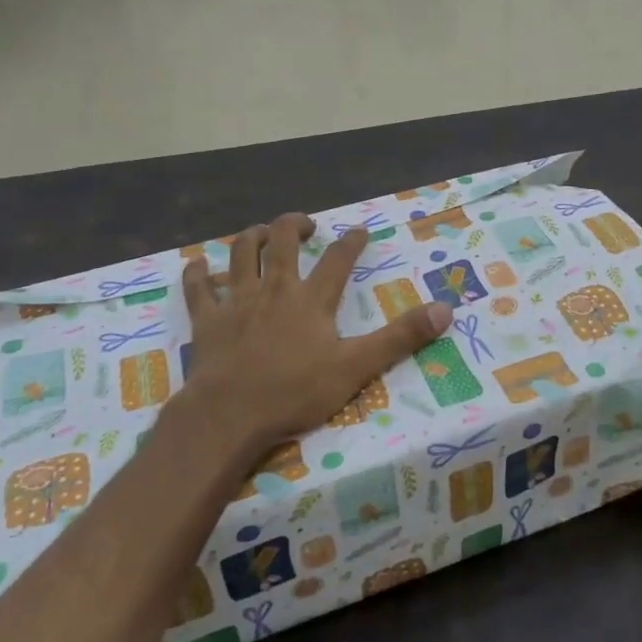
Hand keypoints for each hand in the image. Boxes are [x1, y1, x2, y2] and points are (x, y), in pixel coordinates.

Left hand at [178, 214, 450, 452]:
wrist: (229, 415)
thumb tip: (445, 309)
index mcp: (311, 299)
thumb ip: (400, 338)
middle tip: (305, 225)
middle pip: (282, 241)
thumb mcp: (357, 367)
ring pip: (240, 253)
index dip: (351, 241)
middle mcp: (273, 289)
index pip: (337, 259)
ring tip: (262, 232)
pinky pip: (198, 288)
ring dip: (251, 236)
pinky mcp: (206, 320)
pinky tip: (198, 265)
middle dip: (295, 225)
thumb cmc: (294, 392)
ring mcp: (236, 301)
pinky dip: (197, 273)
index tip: (360, 230)